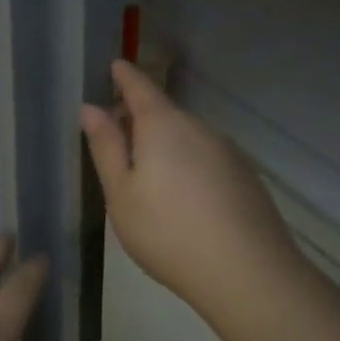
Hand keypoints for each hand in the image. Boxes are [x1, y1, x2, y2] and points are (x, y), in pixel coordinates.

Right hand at [80, 60, 298, 315]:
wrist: (248, 274)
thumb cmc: (168, 231)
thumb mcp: (121, 193)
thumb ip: (106, 147)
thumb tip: (91, 108)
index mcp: (164, 126)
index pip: (141, 87)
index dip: (125, 76)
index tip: (115, 66)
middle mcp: (200, 128)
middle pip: (165, 113)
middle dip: (140, 117)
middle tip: (115, 137)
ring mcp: (228, 152)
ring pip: (187, 138)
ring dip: (164, 145)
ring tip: (145, 177)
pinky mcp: (246, 177)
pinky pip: (206, 158)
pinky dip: (187, 165)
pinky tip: (181, 199)